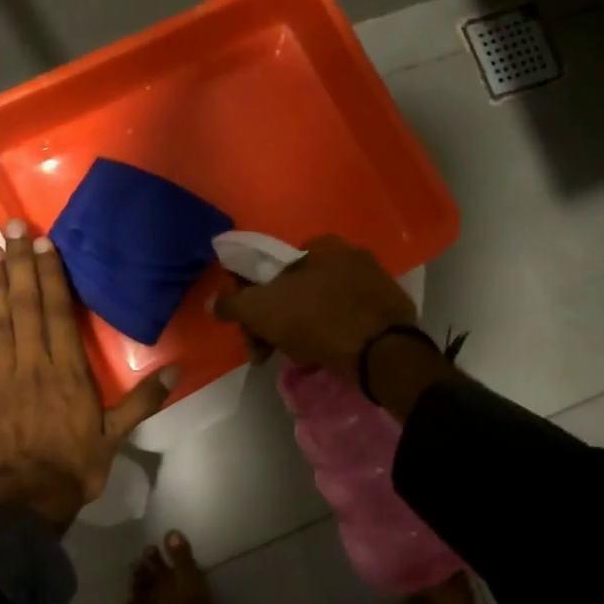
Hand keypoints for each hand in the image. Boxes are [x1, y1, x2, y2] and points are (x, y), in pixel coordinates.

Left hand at [0, 220, 174, 530]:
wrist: (23, 504)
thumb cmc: (73, 467)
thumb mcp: (116, 436)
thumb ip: (143, 400)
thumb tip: (175, 369)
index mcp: (67, 370)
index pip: (58, 312)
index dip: (51, 275)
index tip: (44, 243)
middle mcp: (33, 363)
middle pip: (27, 306)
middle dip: (22, 265)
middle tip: (12, 227)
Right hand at [211, 235, 416, 377]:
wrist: (383, 353)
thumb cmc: (318, 320)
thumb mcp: (262, 310)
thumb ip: (233, 304)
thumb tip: (213, 303)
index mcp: (322, 245)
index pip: (274, 268)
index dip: (253, 299)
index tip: (250, 330)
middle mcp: (351, 255)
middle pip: (296, 290)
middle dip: (275, 321)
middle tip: (265, 352)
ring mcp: (374, 283)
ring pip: (321, 307)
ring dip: (300, 331)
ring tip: (296, 358)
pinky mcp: (389, 311)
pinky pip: (347, 321)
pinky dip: (331, 336)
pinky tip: (324, 356)